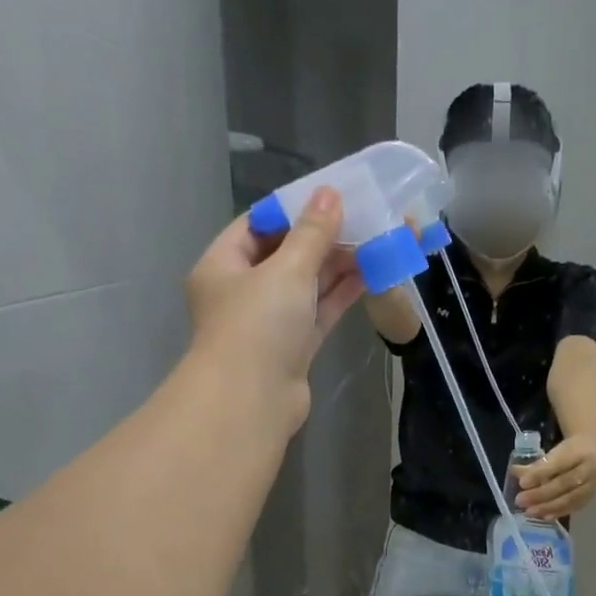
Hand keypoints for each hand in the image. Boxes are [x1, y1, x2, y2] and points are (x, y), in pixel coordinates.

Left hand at [185, 187, 365, 427]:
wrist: (253, 402)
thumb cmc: (258, 326)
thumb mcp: (286, 270)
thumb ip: (312, 234)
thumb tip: (330, 194)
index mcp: (222, 266)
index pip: (257, 226)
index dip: (292, 210)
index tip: (328, 198)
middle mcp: (242, 293)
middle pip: (285, 256)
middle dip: (322, 240)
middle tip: (362, 220)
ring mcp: (269, 324)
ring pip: (305, 287)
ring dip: (336, 267)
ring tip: (373, 243)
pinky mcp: (293, 350)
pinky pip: (317, 314)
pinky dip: (338, 296)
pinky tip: (367, 275)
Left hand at [514, 436, 595, 518]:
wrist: (589, 449)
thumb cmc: (565, 450)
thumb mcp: (551, 451)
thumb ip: (534, 463)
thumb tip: (515, 472)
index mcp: (578, 450)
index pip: (558, 463)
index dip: (540, 473)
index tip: (522, 482)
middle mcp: (589, 467)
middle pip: (564, 483)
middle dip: (540, 494)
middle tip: (520, 500)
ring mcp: (592, 483)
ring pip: (570, 498)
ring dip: (548, 506)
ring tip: (529, 511)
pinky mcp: (591, 496)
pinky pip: (574, 507)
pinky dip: (558, 512)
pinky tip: (544, 516)